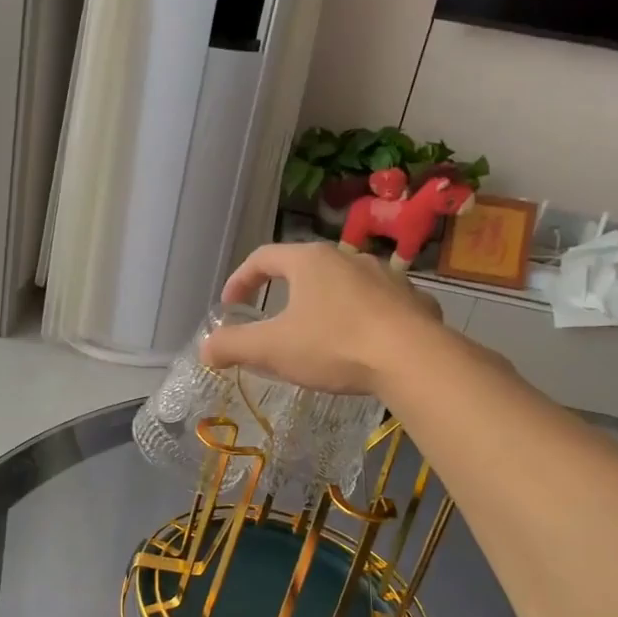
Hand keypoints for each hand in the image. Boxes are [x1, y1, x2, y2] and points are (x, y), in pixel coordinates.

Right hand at [200, 243, 443, 395]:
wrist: (413, 359)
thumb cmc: (333, 345)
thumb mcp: (272, 349)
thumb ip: (233, 346)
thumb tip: (205, 348)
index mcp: (309, 261)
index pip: (263, 258)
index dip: (240, 280)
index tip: (230, 305)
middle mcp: (347, 257)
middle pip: (305, 267)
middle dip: (283, 291)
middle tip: (271, 318)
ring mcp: (385, 276)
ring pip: (344, 284)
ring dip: (324, 303)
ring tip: (318, 331)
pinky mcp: (413, 300)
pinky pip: (378, 303)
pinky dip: (362, 316)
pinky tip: (362, 341)